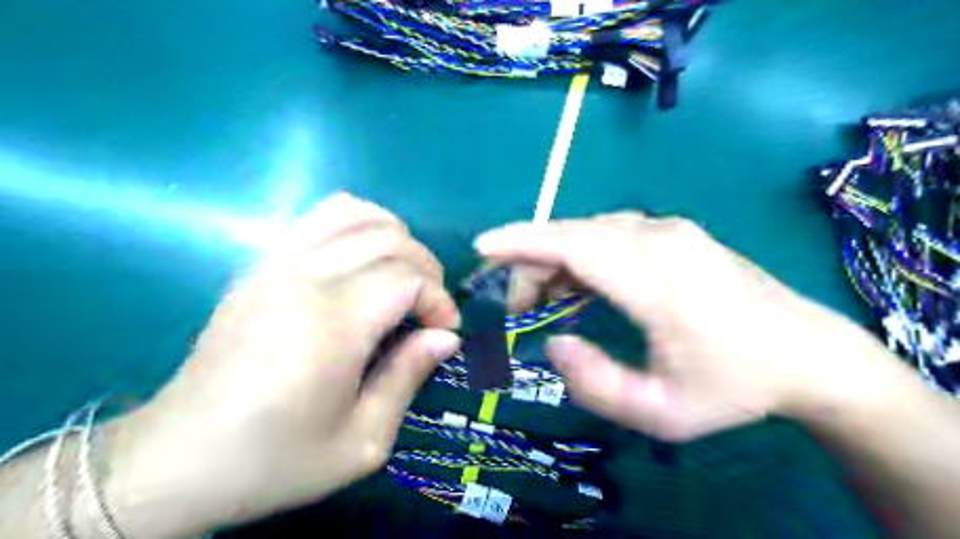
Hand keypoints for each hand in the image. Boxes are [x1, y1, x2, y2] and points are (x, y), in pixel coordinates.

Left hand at [104, 195, 461, 538]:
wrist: (175, 461)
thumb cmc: (274, 459)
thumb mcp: (361, 442)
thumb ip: (408, 377)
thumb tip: (445, 337)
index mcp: (329, 323)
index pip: (406, 278)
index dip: (438, 299)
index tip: (443, 332)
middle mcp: (301, 278)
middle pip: (387, 238)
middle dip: (426, 267)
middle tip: (429, 308)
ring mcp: (273, 264)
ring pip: (353, 212)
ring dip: (394, 236)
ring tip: (402, 275)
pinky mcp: (258, 265)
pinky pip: (318, 218)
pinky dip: (357, 225)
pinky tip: (365, 260)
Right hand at [476, 213, 895, 439]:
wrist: (807, 353)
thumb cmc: (734, 387)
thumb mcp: (661, 412)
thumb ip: (595, 385)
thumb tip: (554, 342)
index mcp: (658, 281)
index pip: (574, 244)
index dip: (522, 241)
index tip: (483, 247)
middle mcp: (661, 240)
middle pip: (574, 235)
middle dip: (532, 263)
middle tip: (517, 307)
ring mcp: (671, 230)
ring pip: (590, 231)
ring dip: (556, 259)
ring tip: (544, 300)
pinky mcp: (675, 232)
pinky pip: (610, 233)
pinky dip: (581, 254)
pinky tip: (579, 286)